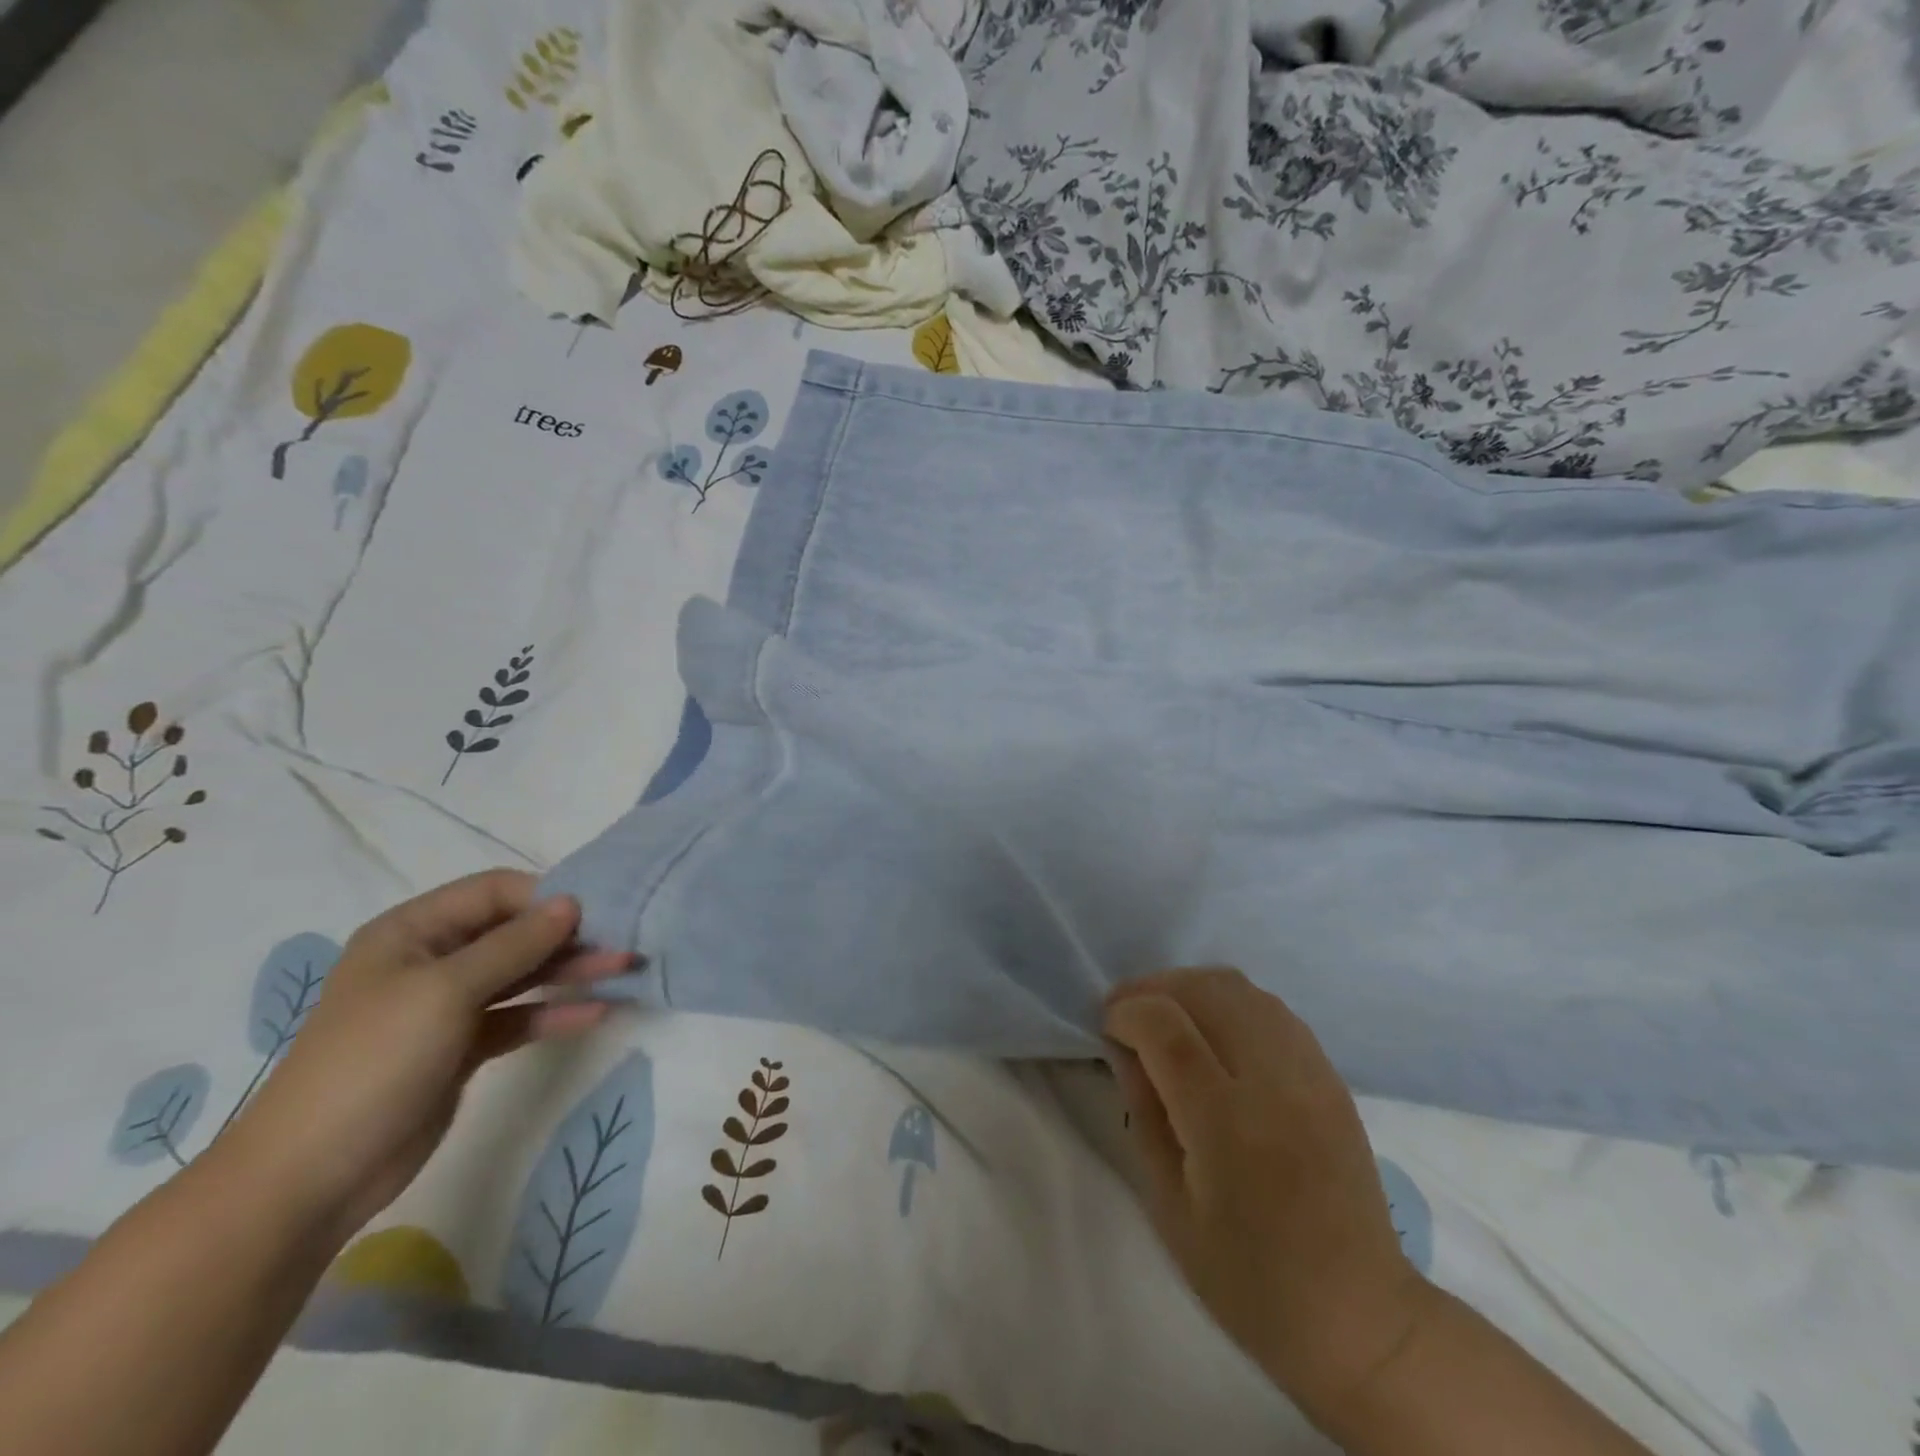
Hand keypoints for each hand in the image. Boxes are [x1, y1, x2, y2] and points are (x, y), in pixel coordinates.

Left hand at [223, 870, 630, 1244]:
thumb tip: (571, 901)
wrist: (311, 1178)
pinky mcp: (462, 1048)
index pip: (494, 891)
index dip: (545, 897)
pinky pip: (519, 1016)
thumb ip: (515, 943)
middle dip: (568, 935)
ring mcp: (447, 1006)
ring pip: (522, 974)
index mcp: (413, 931)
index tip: (597, 912)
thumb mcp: (446, 991)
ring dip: (571, 971)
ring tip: (625, 969)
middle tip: (625, 940)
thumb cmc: (373, 1062)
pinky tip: (597, 1012)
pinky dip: (555, 1012)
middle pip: (513, 932)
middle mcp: (431, 960)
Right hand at [1104, 968, 1430, 1430]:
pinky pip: (1270, 1007)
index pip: (1166, 1026)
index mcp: (1226, 1122)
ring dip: (1191, 988)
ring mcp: (1309, 1071)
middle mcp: (1272, 1080)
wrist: (1359, 1316)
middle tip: (1128, 1014)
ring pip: (1240, 987)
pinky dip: (1230, 1002)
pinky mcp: (1330, 1074)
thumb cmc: (1249, 1277)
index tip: (1107, 1027)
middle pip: (1204, 989)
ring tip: (1168, 1015)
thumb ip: (1144, 1112)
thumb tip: (1124, 1048)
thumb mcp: (1169, 1206)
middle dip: (1154, 988)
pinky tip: (1214, 1031)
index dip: (1126, 1012)